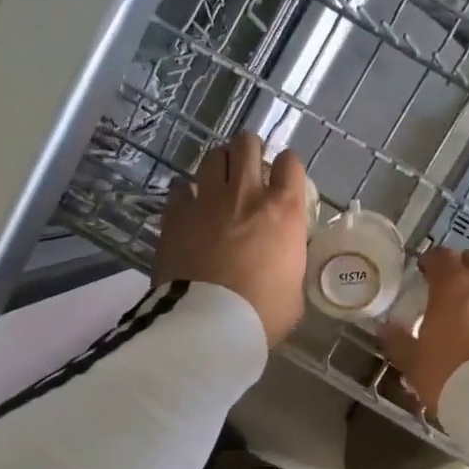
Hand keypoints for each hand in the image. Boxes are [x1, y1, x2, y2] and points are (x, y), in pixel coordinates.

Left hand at [154, 133, 308, 346]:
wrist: (209, 323)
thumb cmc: (262, 314)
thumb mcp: (293, 293)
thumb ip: (289, 266)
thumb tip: (282, 266)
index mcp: (283, 211)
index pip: (290, 164)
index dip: (287, 167)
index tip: (283, 179)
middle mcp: (247, 194)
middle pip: (247, 145)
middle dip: (249, 150)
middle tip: (248, 167)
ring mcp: (208, 200)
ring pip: (213, 156)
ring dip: (219, 163)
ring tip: (218, 179)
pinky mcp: (176, 214)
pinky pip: (180, 186)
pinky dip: (186, 190)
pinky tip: (188, 202)